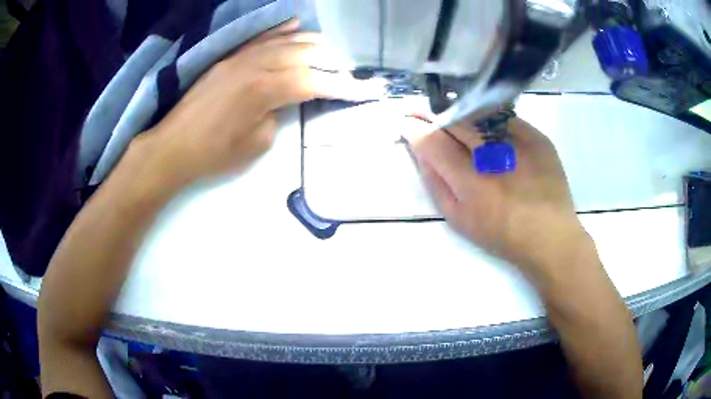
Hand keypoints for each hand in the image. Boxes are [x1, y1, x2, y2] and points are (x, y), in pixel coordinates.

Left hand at [133, 19, 378, 186]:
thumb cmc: (214, 153)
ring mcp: (241, 57)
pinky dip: (281, 31)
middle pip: (304, 53)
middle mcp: (256, 65)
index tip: (364, 89)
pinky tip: (296, 26)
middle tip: (349, 71)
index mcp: (264, 90)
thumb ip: (278, 115)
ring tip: (330, 51)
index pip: (314, 81)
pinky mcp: (229, 58)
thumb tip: (285, 100)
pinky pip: (261, 38)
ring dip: (312, 43)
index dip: (342, 86)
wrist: (174, 145)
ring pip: (285, 41)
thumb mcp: (257, 143)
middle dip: (332, 61)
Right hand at [407, 117, 586, 274]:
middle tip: (420, 111)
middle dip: (431, 113)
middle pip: (454, 120)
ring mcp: (519, 141)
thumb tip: (420, 152)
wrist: (549, 235)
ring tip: (450, 117)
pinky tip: (485, 128)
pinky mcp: (537, 136)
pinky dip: (489, 119)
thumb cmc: (501, 233)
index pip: (433, 141)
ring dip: (458, 113)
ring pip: (478, 114)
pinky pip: (504, 118)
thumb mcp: (459, 218)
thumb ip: (435, 183)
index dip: (415, 128)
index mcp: (471, 181)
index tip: (406, 122)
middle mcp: (494, 155)